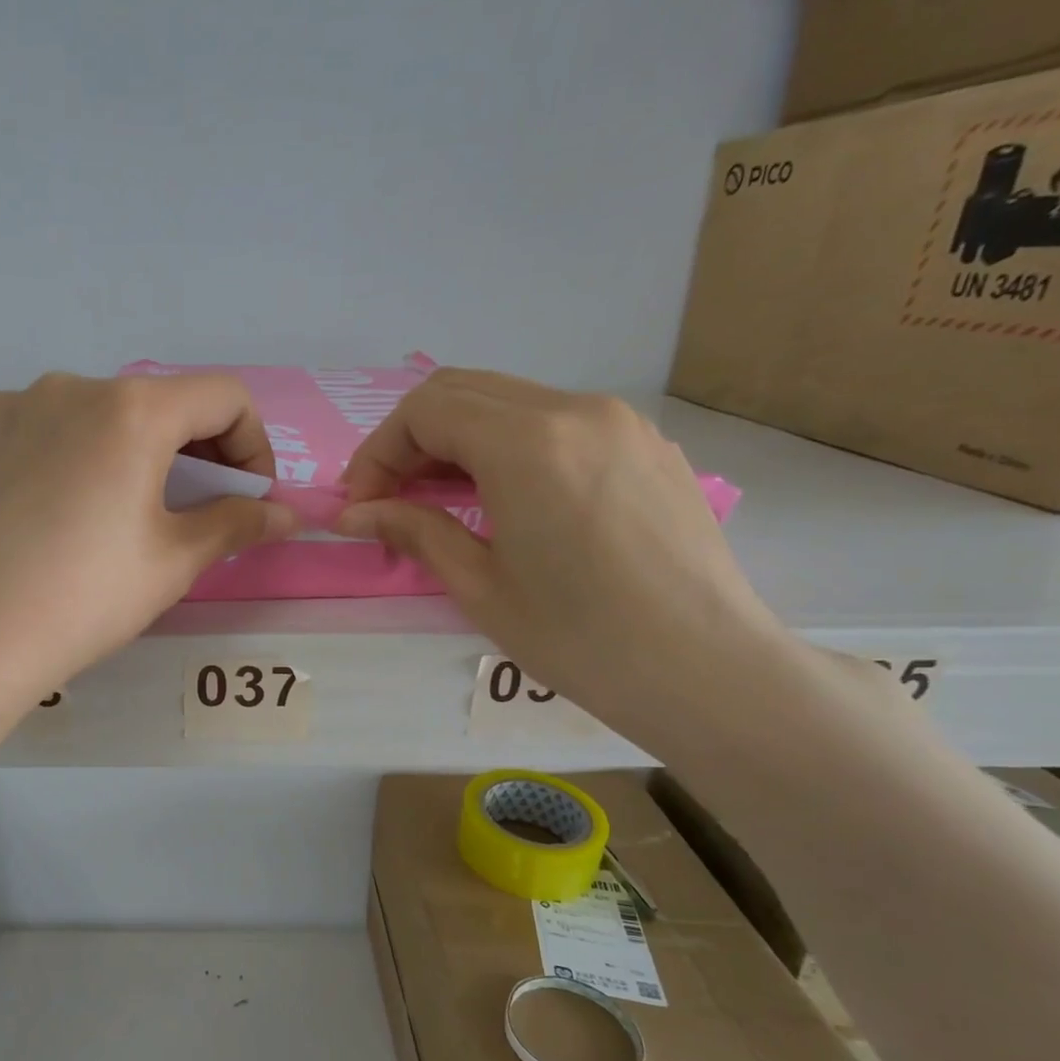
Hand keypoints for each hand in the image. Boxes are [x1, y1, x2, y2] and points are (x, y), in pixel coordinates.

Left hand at [0, 372, 295, 827]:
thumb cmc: (85, 598)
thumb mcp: (174, 562)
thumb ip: (237, 524)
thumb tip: (285, 514)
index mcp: (132, 410)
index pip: (223, 396)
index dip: (252, 445)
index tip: (246, 497)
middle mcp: (72, 386)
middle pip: (160, 402)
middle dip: (194, 450)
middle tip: (193, 509)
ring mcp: (15, 406)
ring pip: (99, 415)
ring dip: (131, 452)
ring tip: (120, 514)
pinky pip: (46, 430)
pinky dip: (74, 456)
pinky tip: (60, 512)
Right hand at [337, 367, 792, 751]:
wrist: (706, 668)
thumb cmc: (579, 638)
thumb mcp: (479, 586)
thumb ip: (413, 530)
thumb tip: (353, 514)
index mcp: (527, 444)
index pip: (425, 411)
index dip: (378, 453)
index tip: (361, 505)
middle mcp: (575, 410)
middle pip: (463, 391)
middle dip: (411, 441)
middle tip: (389, 500)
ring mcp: (619, 422)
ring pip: (510, 402)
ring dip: (458, 441)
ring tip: (440, 503)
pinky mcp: (645, 444)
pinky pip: (556, 422)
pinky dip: (509, 446)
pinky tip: (505, 501)